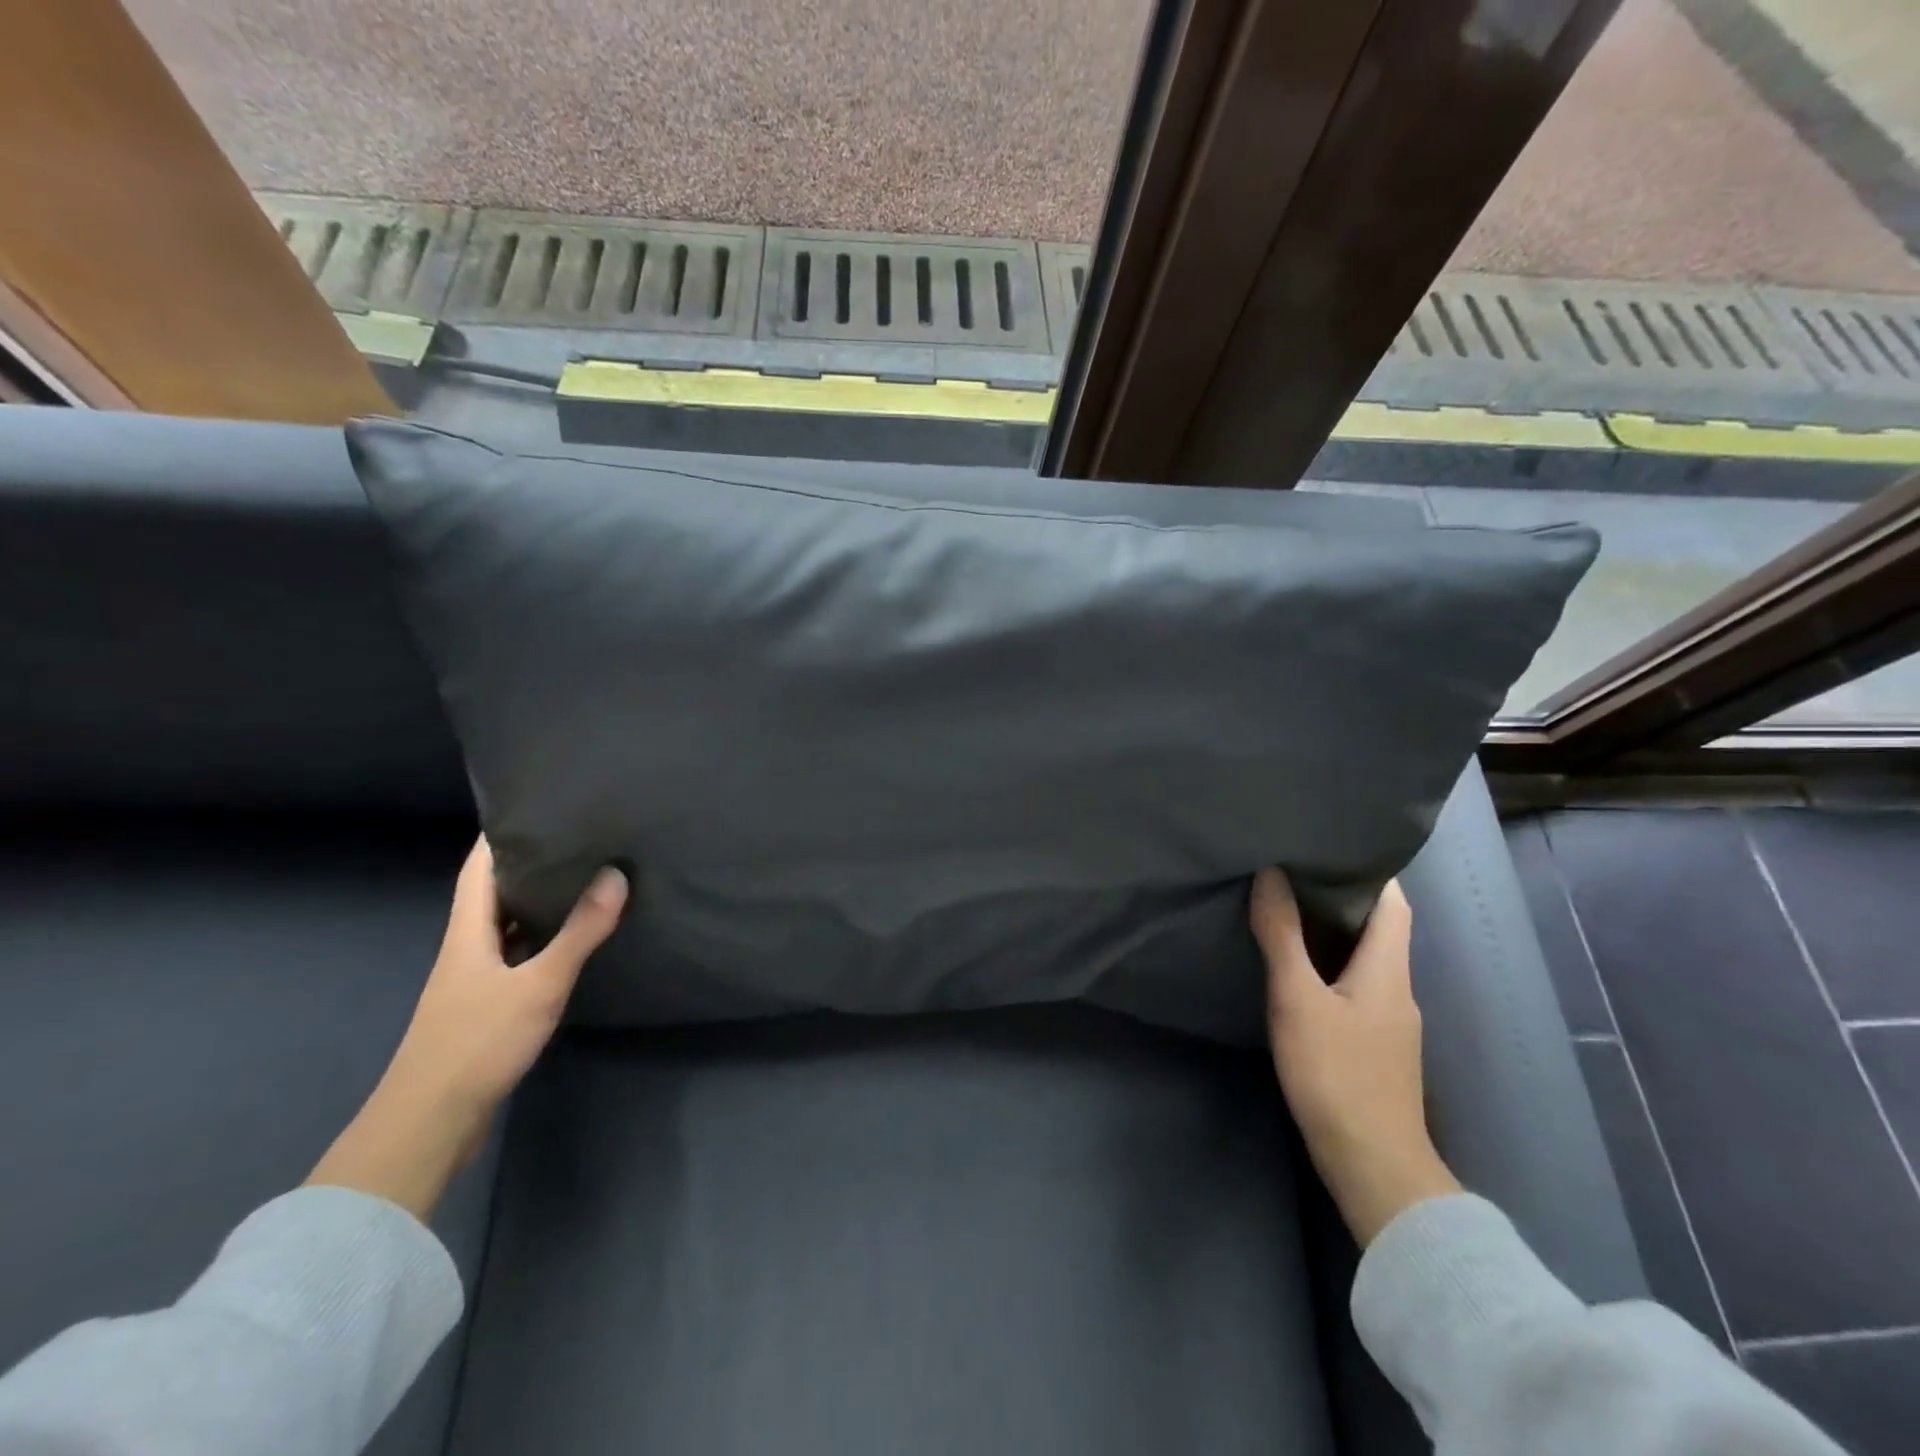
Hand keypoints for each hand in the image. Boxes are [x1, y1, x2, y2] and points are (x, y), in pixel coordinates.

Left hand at [308, 837, 627, 1220]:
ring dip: (536, 903)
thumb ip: (579, 932)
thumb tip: (615, 875)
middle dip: (528, 864)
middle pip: (493, 893)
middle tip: (576, 838)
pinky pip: (515, 956)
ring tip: (582, 879)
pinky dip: (540, 940)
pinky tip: (569, 942)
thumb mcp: (539, 984)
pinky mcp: (484, 1007)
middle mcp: (466, 948)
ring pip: (505, 926)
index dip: (499, 834)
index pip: (478, 867)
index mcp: (468, 932)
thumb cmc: (478, 1043)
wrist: (429, 1123)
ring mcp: (473, 980)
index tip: (536, 806)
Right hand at [1251, 869, 1459, 1245]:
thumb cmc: (1336, 1073)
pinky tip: (1300, 972)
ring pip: (1366, 959)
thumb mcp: (1298, 1000)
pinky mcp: (1376, 1047)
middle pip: (1380, 928)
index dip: (1370, 871)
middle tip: (1293, 871)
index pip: (1394, 903)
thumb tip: (1271, 876)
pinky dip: (1332, 966)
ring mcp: (1390, 1022)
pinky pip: (1357, 987)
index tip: (1330, 847)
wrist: (1373, 1165)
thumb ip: (1282, 938)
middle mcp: (1398, 988)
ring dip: (1334, 933)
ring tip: (1287, 910)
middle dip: (1342, 898)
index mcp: (1388, 969)